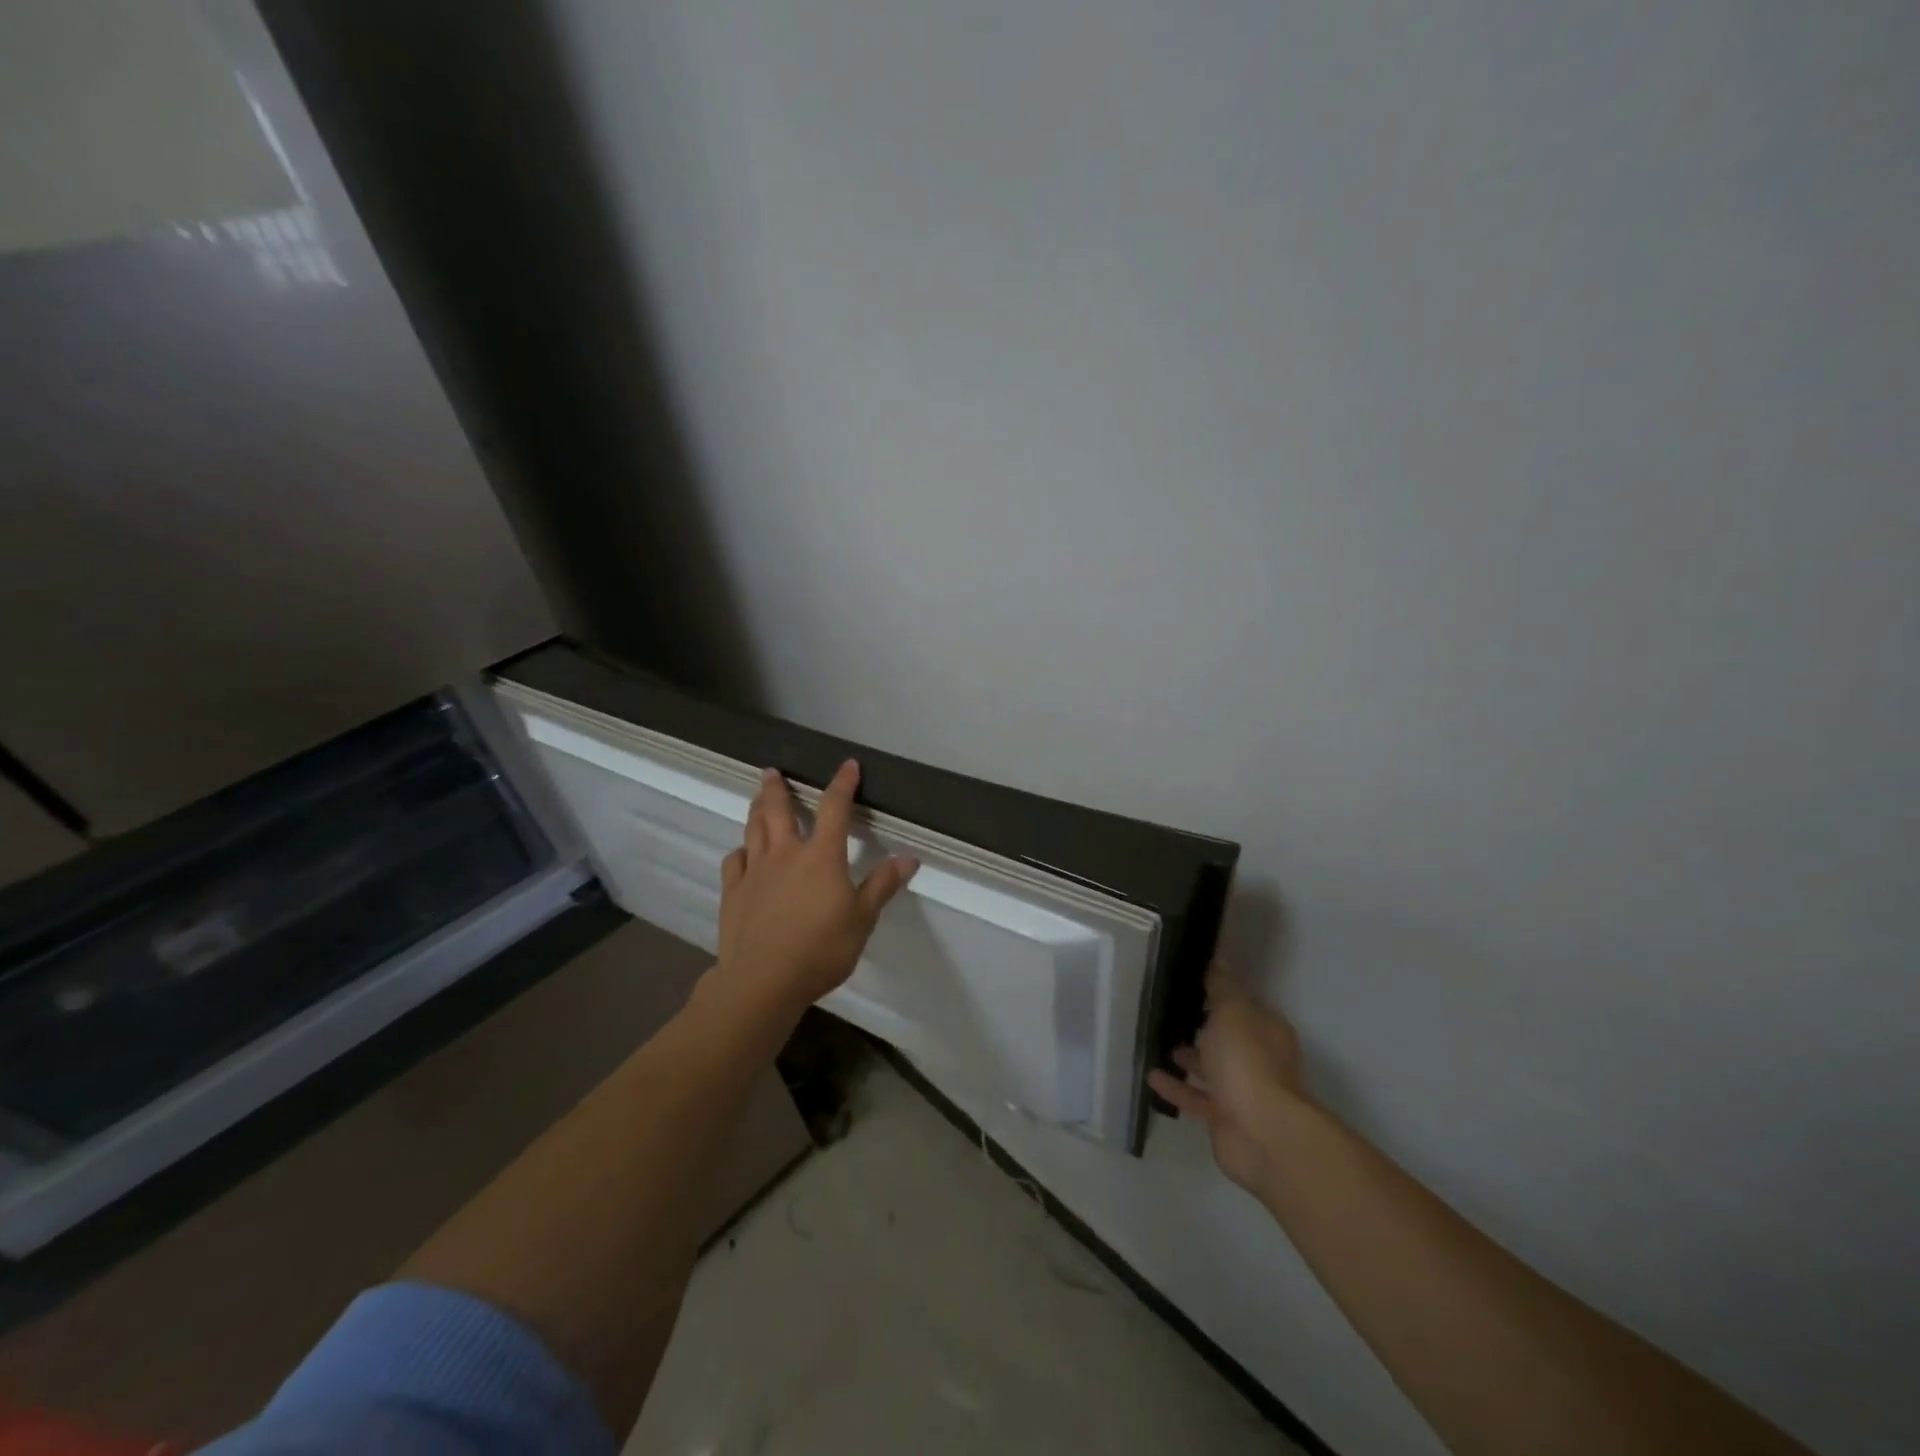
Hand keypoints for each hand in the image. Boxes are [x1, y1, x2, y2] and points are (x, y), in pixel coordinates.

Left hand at [709, 760, 917, 1020]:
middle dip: (778, 788)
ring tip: (757, 796)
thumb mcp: (862, 919)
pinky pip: (734, 861)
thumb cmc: (821, 949)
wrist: (763, 980)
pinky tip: (742, 853)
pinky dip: (740, 851)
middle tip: (772, 771)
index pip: (835, 808)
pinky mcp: (734, 892)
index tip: (848, 765)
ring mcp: (755, 871)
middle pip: (779, 810)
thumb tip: (909, 858)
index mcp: (821, 856)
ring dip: (757, 808)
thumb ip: (882, 885)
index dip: (843, 784)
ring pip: (754, 829)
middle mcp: (785, 854)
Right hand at [1148, 964, 1310, 1194]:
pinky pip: (1196, 1097)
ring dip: (1188, 1057)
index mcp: (1265, 1030)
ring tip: (1157, 1040)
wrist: (1262, 1135)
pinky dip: (1176, 1087)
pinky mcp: (1225, 1119)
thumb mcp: (1232, 1012)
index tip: (1189, 983)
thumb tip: (1217, 960)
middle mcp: (1258, 1059)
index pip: (1241, 1004)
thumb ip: (1221, 988)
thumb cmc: (1247, 1063)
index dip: (1218, 993)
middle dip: (1202, 1026)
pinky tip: (1151, 1076)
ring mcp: (1243, 1092)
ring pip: (1212, 1068)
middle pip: (1227, 1037)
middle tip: (1168, 1010)